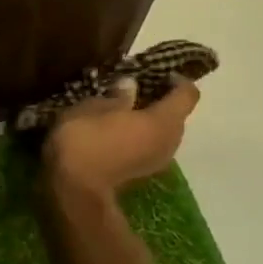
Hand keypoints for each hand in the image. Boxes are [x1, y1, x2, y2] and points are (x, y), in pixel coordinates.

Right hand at [42, 80, 199, 197]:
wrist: (74, 190)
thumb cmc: (85, 140)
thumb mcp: (93, 107)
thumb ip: (118, 95)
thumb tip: (131, 86)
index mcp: (163, 121)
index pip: (188, 94)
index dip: (176, 80)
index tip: (155, 72)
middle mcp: (170, 141)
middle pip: (176, 114)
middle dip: (158, 99)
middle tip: (130, 89)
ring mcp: (158, 160)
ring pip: (163, 132)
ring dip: (147, 120)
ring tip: (119, 110)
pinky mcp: (143, 173)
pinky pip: (150, 145)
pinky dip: (138, 135)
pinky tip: (114, 131)